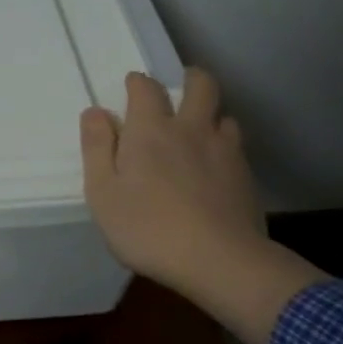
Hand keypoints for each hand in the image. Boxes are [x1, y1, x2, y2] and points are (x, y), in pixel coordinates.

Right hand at [80, 69, 324, 343]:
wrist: (222, 263)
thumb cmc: (148, 228)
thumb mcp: (103, 192)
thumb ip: (97, 148)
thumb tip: (95, 112)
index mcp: (150, 129)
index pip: (146, 87)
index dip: (137, 83)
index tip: (131, 89)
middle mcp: (190, 129)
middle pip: (201, 85)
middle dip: (190, 79)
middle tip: (180, 88)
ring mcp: (224, 152)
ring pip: (224, 115)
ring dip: (211, 115)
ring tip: (199, 131)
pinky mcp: (247, 178)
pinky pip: (236, 147)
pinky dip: (225, 146)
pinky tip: (216, 167)